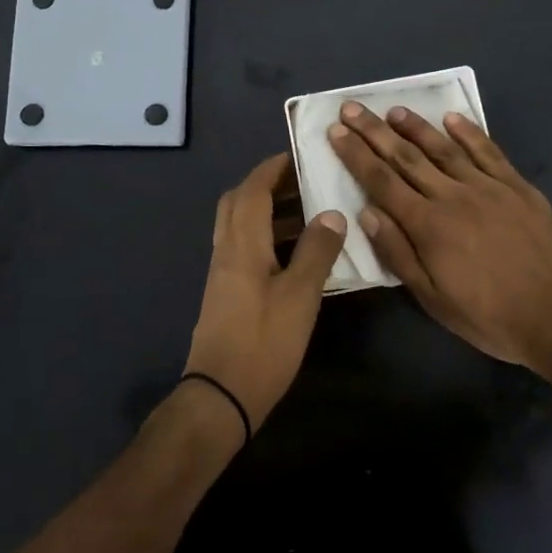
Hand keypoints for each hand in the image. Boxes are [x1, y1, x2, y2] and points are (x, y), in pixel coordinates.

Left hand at [183, 154, 346, 433]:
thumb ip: (316, 252)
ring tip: (309, 214)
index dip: (273, 169)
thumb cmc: (263, 343)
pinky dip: (267, 237)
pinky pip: (244, 248)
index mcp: (242, 244)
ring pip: (240, 225)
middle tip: (303, 182)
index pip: (252, 190)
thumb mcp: (299, 297)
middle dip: (268, 185)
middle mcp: (227, 251)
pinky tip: (295, 254)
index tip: (299, 155)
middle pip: (238, 202)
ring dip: (269, 212)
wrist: (220, 397)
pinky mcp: (226, 293)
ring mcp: (223, 273)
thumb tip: (332, 213)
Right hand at [326, 103, 551, 370]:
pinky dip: (469, 133)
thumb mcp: (434, 299)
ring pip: (444, 149)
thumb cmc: (491, 316)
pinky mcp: (518, 187)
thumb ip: (399, 254)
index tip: (336, 131)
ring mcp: (488, 187)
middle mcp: (453, 196)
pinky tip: (453, 119)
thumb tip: (367, 212)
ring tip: (393, 110)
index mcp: (428, 225)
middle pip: (406, 157)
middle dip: (375, 131)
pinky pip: (489, 152)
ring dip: (416, 127)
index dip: (356, 155)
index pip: (382, 182)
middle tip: (352, 108)